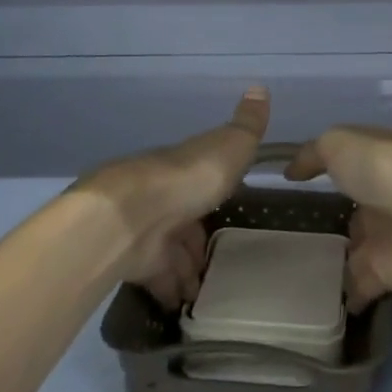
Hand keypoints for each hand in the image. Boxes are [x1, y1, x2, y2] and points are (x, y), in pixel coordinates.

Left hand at [77, 87, 269, 307]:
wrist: (132, 215)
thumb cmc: (189, 177)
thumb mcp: (230, 145)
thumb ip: (248, 124)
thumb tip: (259, 86)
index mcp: (187, 167)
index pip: (204, 179)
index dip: (217, 194)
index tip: (232, 210)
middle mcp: (164, 195)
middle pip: (184, 219)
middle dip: (199, 240)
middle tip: (222, 263)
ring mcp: (147, 229)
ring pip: (171, 251)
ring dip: (186, 270)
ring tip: (206, 292)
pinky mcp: (135, 261)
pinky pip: (156, 279)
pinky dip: (169, 291)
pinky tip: (182, 305)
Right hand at [285, 127, 391, 310]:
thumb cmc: (386, 169)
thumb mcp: (341, 144)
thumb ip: (314, 155)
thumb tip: (291, 172)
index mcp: (373, 163)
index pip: (345, 167)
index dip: (324, 172)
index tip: (293, 186)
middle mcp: (379, 199)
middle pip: (351, 212)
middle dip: (330, 222)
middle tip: (290, 239)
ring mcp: (383, 238)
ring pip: (353, 251)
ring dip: (334, 262)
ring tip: (295, 275)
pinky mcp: (385, 275)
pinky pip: (356, 288)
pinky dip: (342, 298)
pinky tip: (313, 305)